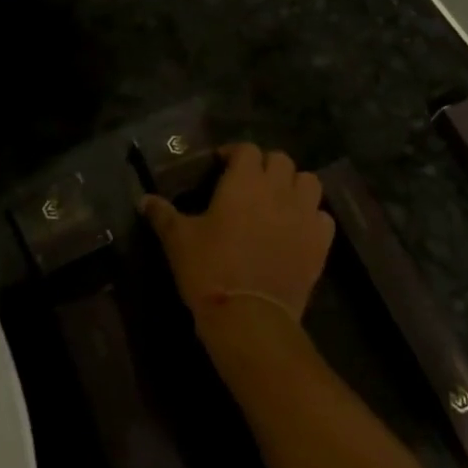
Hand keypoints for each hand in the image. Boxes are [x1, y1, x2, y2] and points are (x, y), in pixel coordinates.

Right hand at [140, 143, 333, 331]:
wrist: (249, 318)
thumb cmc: (209, 269)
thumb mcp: (178, 239)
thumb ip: (162, 214)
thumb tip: (143, 199)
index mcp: (244, 181)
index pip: (247, 149)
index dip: (234, 153)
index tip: (221, 165)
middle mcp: (278, 189)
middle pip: (281, 160)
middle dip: (265, 166)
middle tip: (250, 183)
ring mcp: (304, 215)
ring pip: (309, 182)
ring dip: (294, 185)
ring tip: (279, 201)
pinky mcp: (320, 243)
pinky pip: (324, 217)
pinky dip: (312, 217)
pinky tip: (297, 229)